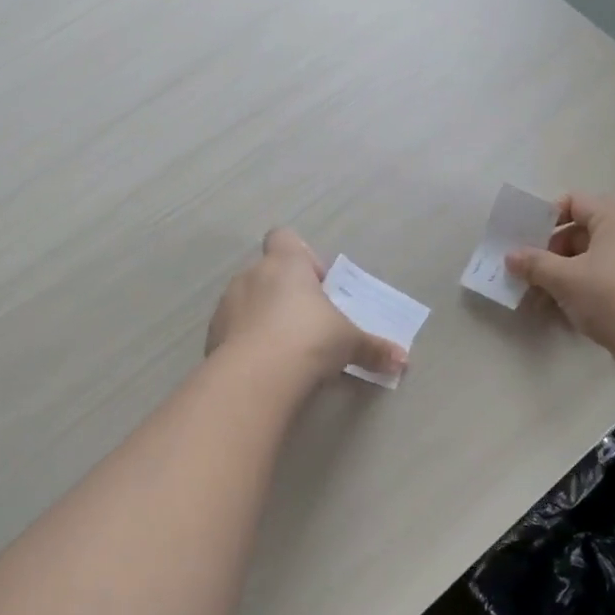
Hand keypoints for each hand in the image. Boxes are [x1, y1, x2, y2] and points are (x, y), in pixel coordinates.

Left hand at [207, 229, 407, 383]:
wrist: (257, 376)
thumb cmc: (310, 339)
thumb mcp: (350, 343)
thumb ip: (374, 349)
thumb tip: (403, 360)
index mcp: (285, 264)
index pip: (284, 238)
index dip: (301, 257)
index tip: (318, 286)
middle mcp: (251, 276)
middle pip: (268, 273)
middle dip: (286, 295)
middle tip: (309, 325)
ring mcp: (227, 306)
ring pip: (248, 303)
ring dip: (264, 319)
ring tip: (286, 351)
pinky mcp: (212, 337)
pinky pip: (233, 332)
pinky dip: (247, 344)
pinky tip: (265, 368)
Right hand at [505, 194, 614, 378]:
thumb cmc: (610, 294)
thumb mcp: (565, 278)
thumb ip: (534, 264)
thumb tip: (510, 256)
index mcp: (613, 218)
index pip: (573, 202)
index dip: (545, 218)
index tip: (523, 240)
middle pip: (577, 234)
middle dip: (547, 255)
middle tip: (523, 274)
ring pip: (585, 263)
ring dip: (557, 278)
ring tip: (534, 299)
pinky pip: (597, 284)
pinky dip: (576, 293)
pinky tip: (555, 313)